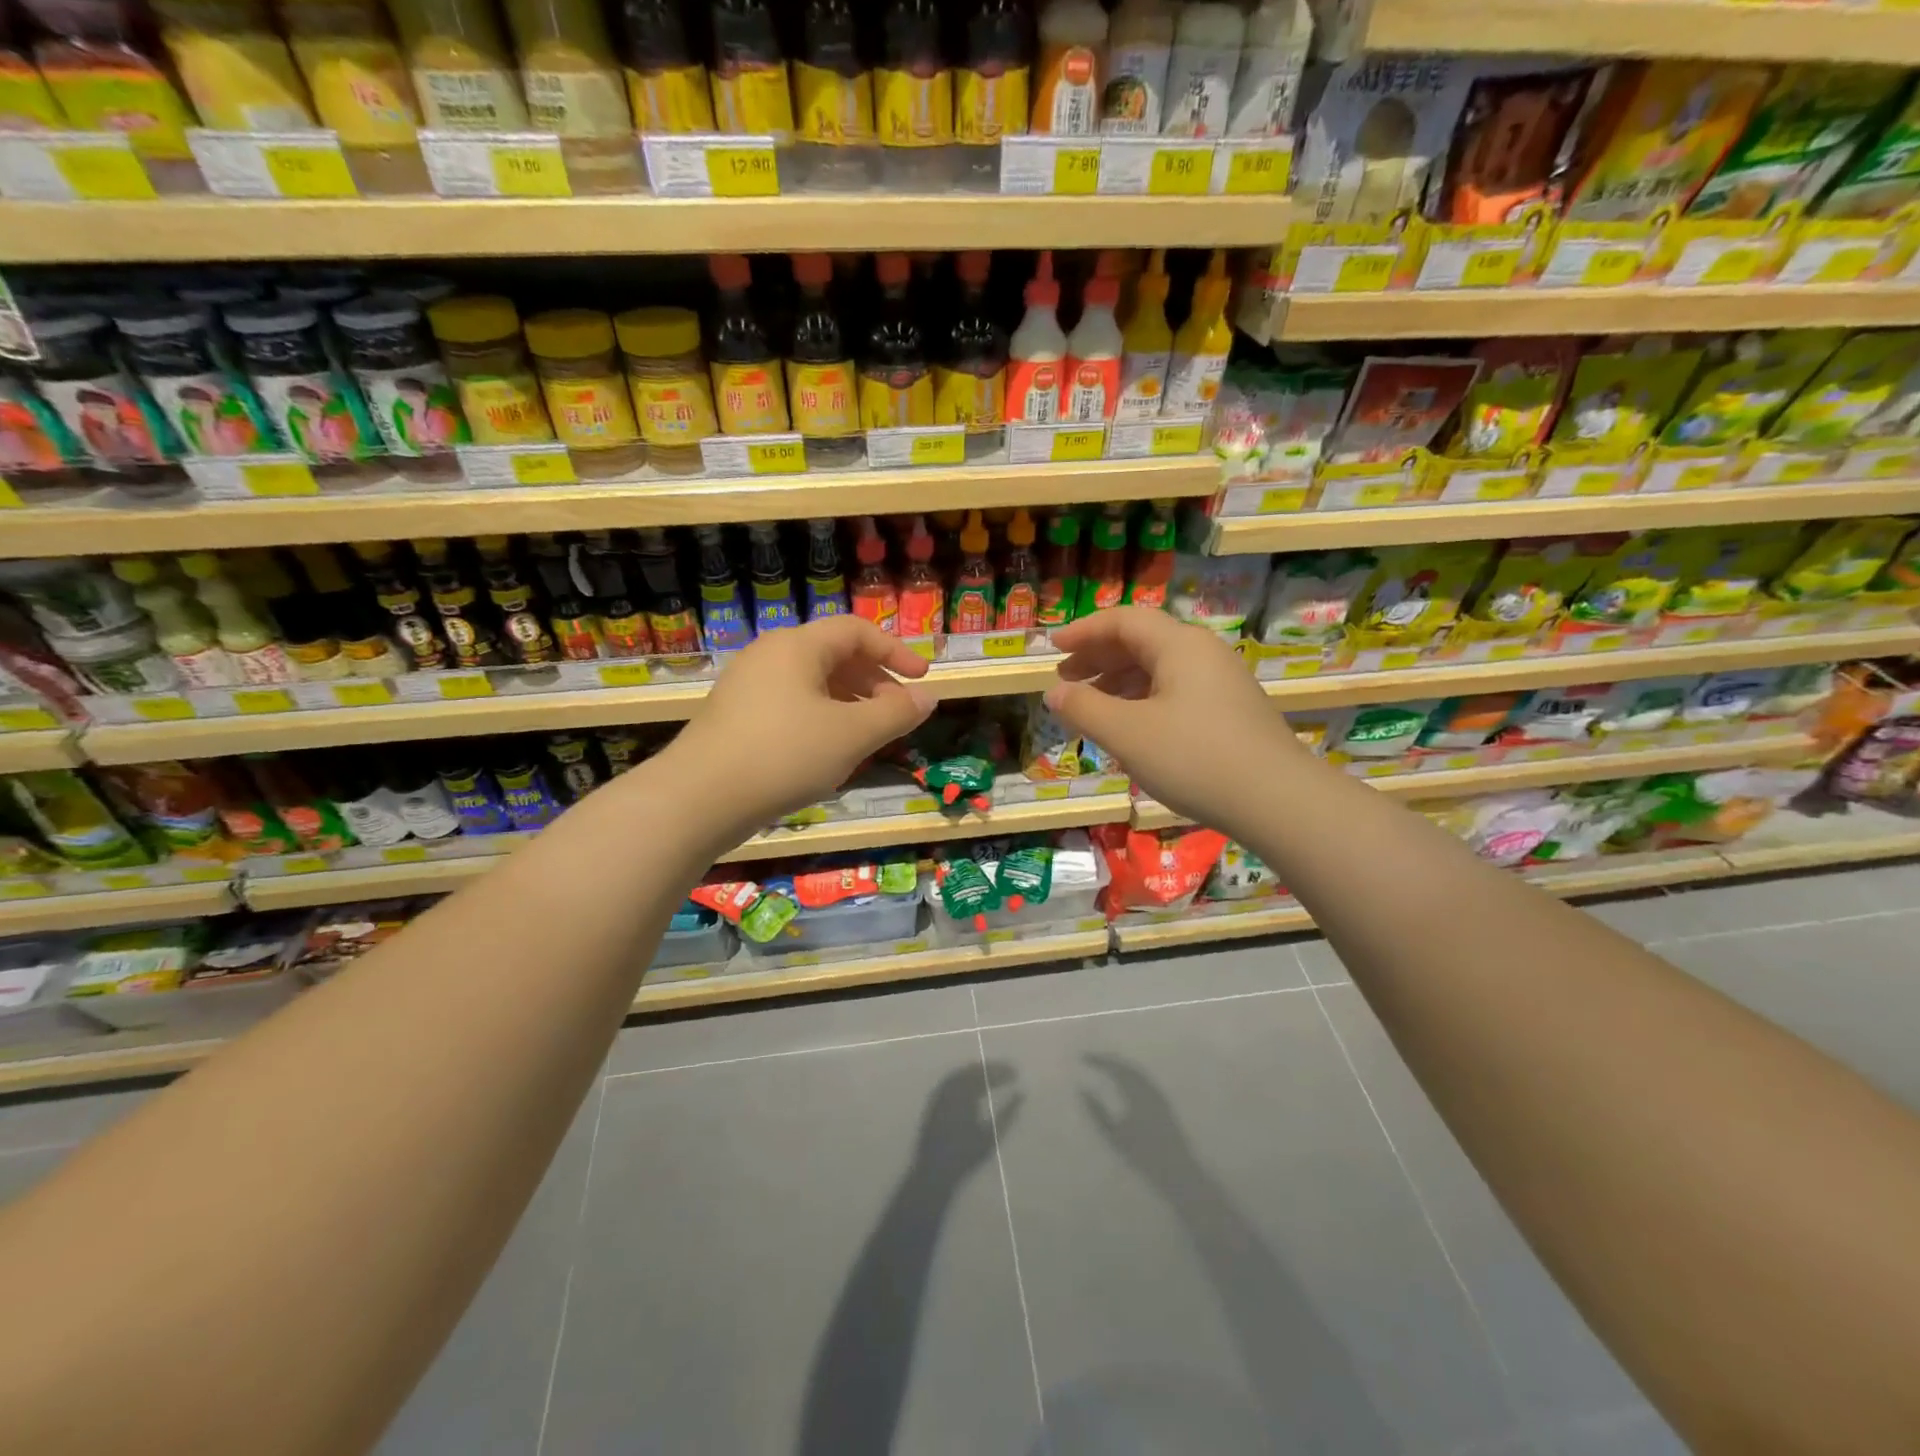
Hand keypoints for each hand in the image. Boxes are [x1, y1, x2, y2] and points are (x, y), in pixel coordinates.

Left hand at [661, 617, 934, 841]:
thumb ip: (896, 713)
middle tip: (897, 713)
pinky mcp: (735, 718)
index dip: (895, 651)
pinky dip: (821, 719)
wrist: (698, 800)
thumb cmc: (784, 755)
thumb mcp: (852, 735)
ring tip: (868, 737)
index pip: (856, 631)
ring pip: (812, 684)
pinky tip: (828, 753)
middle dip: (873, 682)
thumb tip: (928, 697)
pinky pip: (791, 705)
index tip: (922, 678)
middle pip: (834, 656)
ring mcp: (747, 687)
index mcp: (797, 647)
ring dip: (849, 704)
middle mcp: (769, 656)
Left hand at [917, 1062, 1020, 1174]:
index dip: (1001, 1071)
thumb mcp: (991, 1136)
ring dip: (977, 1070)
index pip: (985, 1075)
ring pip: (962, 1073)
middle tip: (1007, 1070)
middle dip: (991, 1068)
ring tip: (993, 1073)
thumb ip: (1007, 1113)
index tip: (1015, 1072)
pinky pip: (951, 1080)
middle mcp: (951, 1089)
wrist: (935, 1170)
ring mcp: (940, 1093)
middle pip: (973, 1070)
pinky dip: (965, 1077)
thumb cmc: (966, 1155)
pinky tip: (973, 1083)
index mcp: (964, 1095)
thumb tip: (1021, 1094)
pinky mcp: (935, 1099)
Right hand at [1045, 607, 1305, 837]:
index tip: (1053, 649)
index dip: (1084, 632)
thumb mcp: (1126, 733)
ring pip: (1160, 670)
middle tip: (1066, 680)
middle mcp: (1203, 654)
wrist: (1278, 801)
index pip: (1123, 621)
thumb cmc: (1193, 758)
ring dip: (1120, 683)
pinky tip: (1132, 729)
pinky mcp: (1232, 712)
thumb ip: (1084, 708)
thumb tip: (1054, 692)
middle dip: (1099, 658)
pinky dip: (1144, 701)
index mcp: (1179, 645)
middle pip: (1142, 642)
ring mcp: (1222, 683)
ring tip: (1092, 708)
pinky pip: (1177, 692)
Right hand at [1081, 1054, 1203, 1194]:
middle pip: (1126, 1066)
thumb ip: (1097, 1112)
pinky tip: (1125, 1080)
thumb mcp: (1114, 1136)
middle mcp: (1148, 1088)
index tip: (1083, 1057)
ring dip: (1120, 1065)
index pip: (1114, 1068)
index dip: (1099, 1061)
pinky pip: (1145, 1079)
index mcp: (1136, 1093)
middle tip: (1092, 1059)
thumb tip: (1082, 1089)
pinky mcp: (1165, 1102)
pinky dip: (1131, 1073)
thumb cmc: (1142, 1156)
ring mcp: (1158, 1094)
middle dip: (1109, 1060)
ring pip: (1137, 1071)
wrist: (1177, 1171)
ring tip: (1105, 1066)